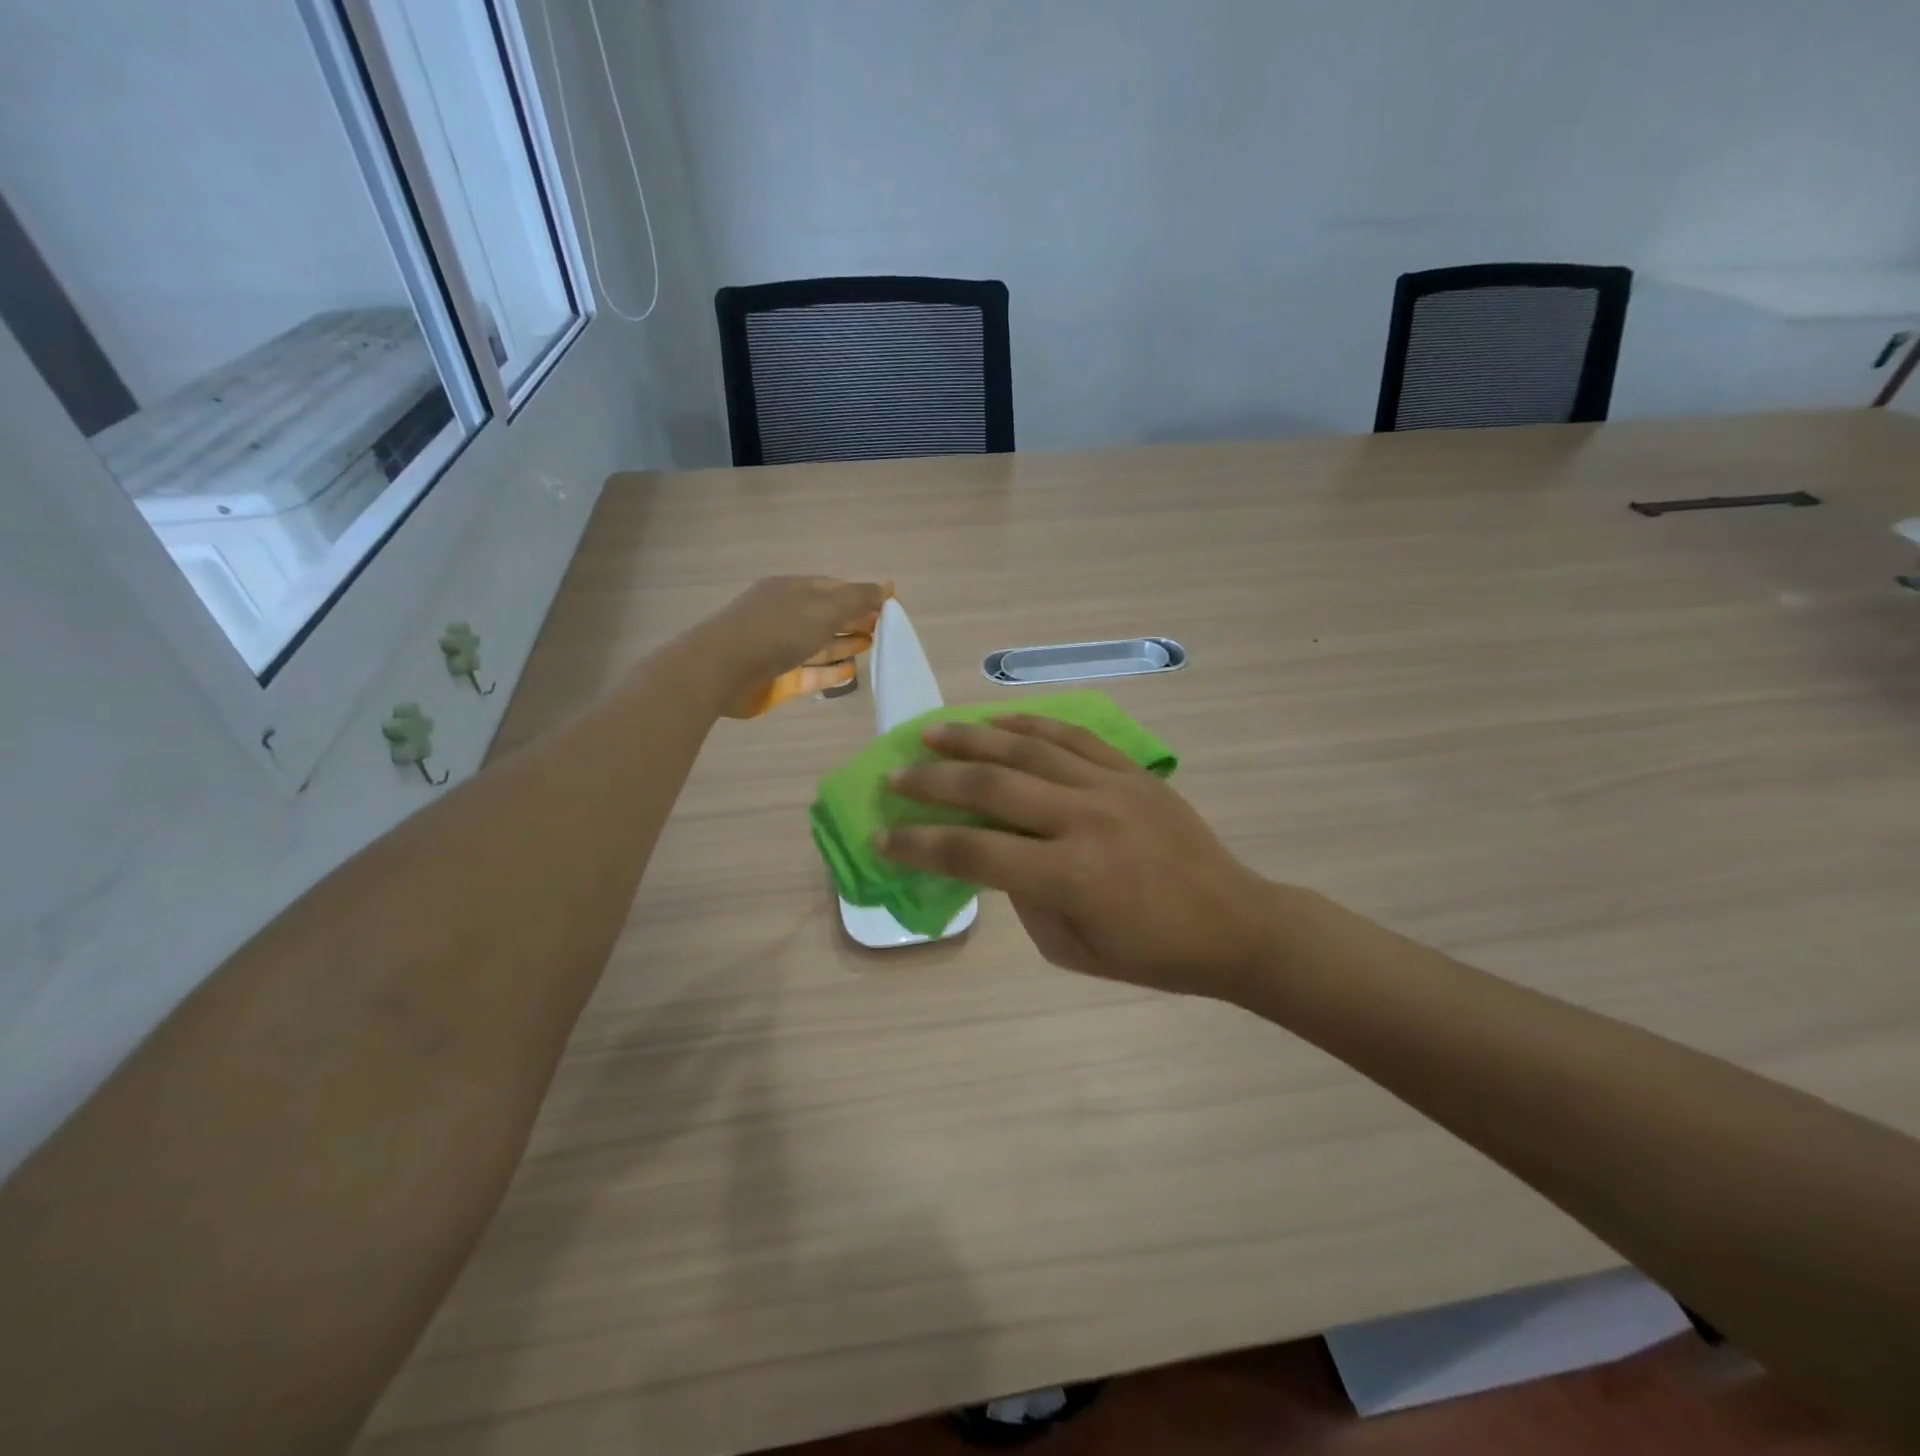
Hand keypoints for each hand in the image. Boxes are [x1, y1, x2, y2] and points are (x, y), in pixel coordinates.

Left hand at [701, 576, 892, 718]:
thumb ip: (858, 598)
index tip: (888, 607)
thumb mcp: (824, 607)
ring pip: (819, 645)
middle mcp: (786, 615)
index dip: (861, 595)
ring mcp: (780, 648)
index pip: (834, 588)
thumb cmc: (778, 628)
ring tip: (873, 647)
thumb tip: (889, 585)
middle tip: (885, 630)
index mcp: (793, 590)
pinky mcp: (778, 678)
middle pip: (827, 616)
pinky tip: (851, 672)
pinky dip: (831, 671)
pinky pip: (810, 672)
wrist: (725, 669)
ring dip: (845, 644)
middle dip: (855, 620)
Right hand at [878, 716, 1281, 1000]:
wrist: (1234, 923)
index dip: (919, 844)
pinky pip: (1073, 736)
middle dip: (934, 781)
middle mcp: (1083, 820)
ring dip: (973, 738)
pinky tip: (997, 723)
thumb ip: (1023, 898)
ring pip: (1028, 748)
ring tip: (933, 733)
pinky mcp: (1132, 771)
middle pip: (992, 787)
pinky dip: (1029, 725)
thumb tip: (995, 852)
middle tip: (896, 776)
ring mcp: (1110, 787)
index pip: (973, 851)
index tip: (883, 836)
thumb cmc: (1151, 953)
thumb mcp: (1071, 950)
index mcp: (1068, 876)